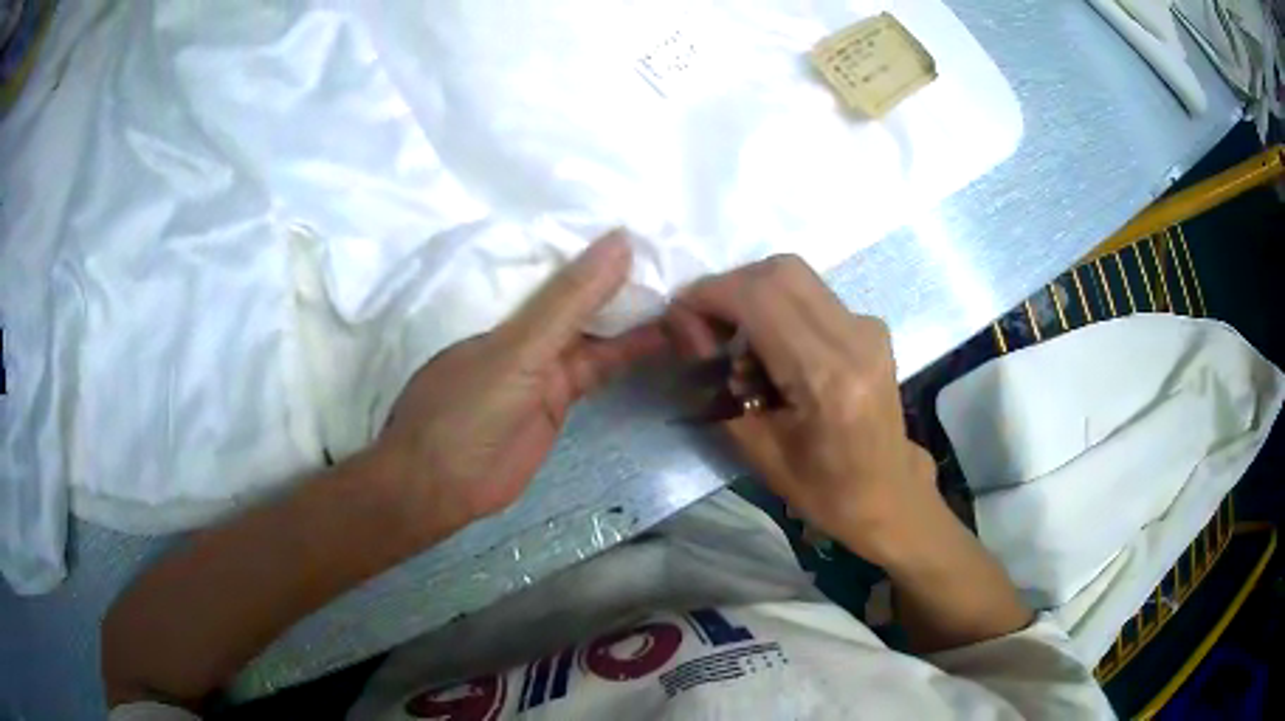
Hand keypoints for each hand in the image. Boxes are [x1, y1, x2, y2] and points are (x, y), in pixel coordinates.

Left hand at [374, 232, 667, 534]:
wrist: (443, 486)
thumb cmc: (467, 409)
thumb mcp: (519, 350)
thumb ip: (568, 301)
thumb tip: (620, 241)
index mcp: (506, 299)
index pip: (562, 260)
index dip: (604, 244)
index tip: (654, 227)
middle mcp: (528, 324)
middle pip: (585, 295)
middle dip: (628, 280)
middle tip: (683, 260)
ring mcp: (544, 362)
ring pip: (598, 331)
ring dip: (636, 317)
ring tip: (687, 296)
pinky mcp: (560, 397)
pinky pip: (600, 367)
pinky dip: (628, 353)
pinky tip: (664, 338)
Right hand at [667, 255, 938, 564]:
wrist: (886, 493)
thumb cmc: (820, 488)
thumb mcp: (755, 447)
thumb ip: (717, 380)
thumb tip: (686, 328)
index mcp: (827, 377)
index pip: (759, 298)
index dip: (709, 296)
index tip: (681, 318)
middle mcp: (855, 337)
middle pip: (778, 271)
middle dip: (730, 289)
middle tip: (707, 329)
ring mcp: (868, 326)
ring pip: (794, 276)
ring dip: (753, 296)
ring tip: (740, 346)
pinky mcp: (871, 326)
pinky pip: (812, 295)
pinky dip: (778, 307)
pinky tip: (774, 352)